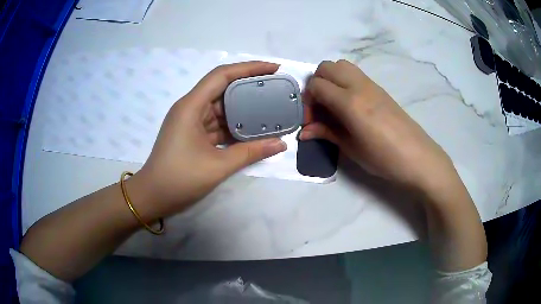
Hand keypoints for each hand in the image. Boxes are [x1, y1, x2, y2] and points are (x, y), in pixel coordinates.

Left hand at [132, 62, 286, 218]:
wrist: (153, 196)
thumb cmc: (179, 179)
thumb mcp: (218, 166)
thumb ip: (251, 152)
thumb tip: (281, 143)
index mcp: (191, 106)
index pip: (222, 75)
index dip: (249, 67)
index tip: (273, 68)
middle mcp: (190, 107)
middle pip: (222, 87)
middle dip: (249, 85)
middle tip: (275, 87)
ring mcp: (191, 121)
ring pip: (221, 106)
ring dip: (243, 106)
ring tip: (270, 106)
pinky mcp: (193, 133)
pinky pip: (217, 122)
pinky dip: (234, 124)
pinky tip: (253, 127)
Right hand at [300, 60, 454, 190]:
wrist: (417, 156)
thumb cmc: (383, 157)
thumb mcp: (351, 148)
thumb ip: (326, 133)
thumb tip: (304, 132)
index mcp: (349, 102)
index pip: (316, 84)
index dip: (308, 101)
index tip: (312, 120)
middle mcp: (358, 85)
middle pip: (326, 67)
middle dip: (316, 83)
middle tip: (320, 107)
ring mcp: (371, 84)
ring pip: (341, 65)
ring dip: (330, 78)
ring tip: (333, 103)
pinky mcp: (379, 88)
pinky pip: (355, 73)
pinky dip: (344, 81)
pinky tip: (349, 104)